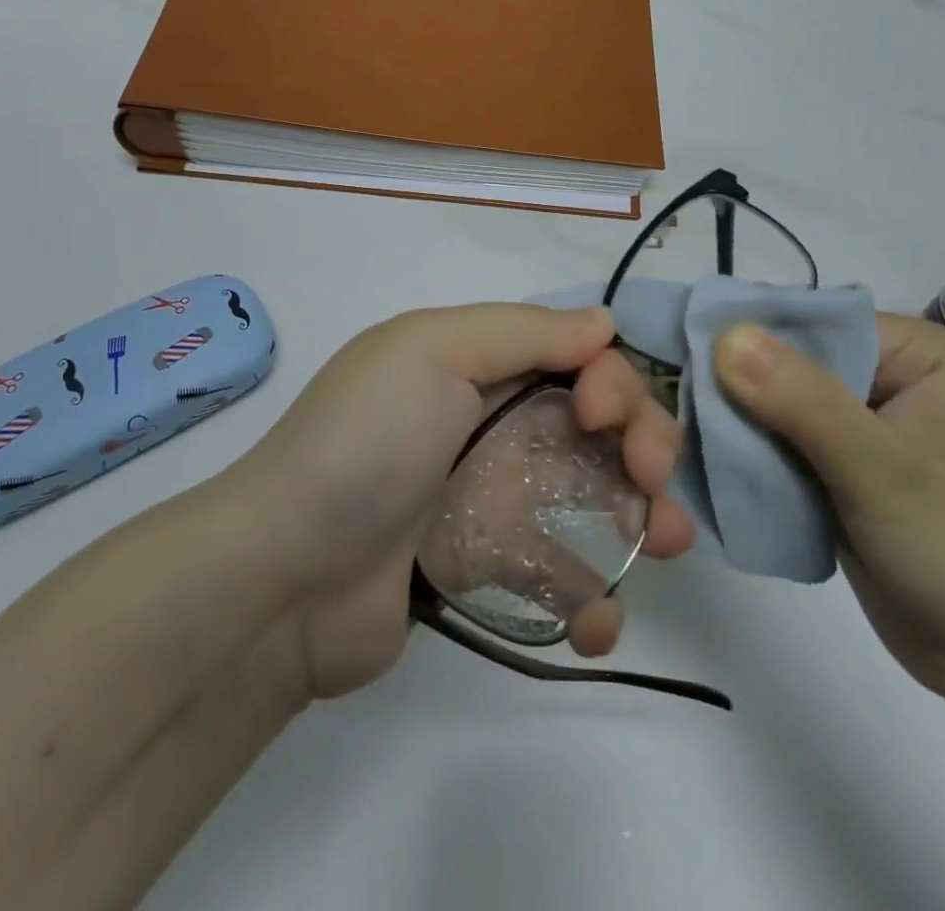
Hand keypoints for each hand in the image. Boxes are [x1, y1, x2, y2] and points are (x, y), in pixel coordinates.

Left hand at [239, 305, 694, 700]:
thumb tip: (604, 322)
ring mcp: (492, 499)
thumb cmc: (365, 445)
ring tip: (662, 545)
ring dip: (643, 517)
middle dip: (643, 443)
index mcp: (477, 364)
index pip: (576, 357)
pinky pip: (559, 574)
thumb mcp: (432, 353)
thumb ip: (522, 332)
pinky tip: (596, 622)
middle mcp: (491, 422)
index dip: (609, 379)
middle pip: (597, 424)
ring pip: (594, 496)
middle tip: (651, 483)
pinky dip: (592, 597)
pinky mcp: (487, 570)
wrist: (283, 579)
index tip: (600, 416)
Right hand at [715, 314, 944, 708]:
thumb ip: (801, 399)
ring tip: (682, 438)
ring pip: (785, 412)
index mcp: (921, 356)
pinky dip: (758, 462)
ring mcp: (874, 435)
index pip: (816, 322)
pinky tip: (716, 470)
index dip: (751, 333)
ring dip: (743, 428)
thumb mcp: (882, 468)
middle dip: (740, 387)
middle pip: (795, 366)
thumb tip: (725, 333)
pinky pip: (792, 453)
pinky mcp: (854, 480)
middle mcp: (896, 384)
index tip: (682, 350)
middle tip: (673, 402)